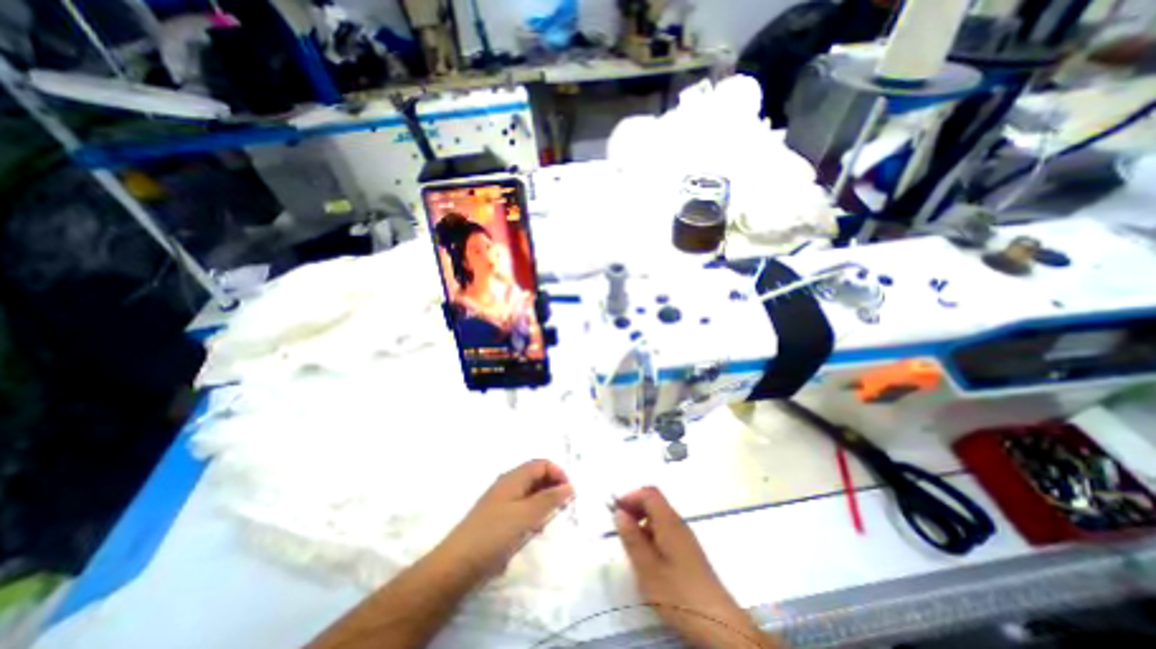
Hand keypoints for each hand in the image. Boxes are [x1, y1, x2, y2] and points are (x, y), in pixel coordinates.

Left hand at [438, 461, 572, 581]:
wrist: (456, 565)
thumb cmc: (494, 534)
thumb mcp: (526, 515)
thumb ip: (549, 499)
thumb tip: (569, 486)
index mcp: (513, 477)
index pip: (542, 464)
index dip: (558, 474)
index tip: (569, 493)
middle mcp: (507, 484)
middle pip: (535, 477)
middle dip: (552, 488)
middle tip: (562, 508)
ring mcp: (501, 501)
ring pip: (529, 493)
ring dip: (542, 503)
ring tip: (547, 521)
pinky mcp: (497, 518)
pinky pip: (521, 508)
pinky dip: (532, 515)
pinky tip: (532, 531)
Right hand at [618, 487, 770, 648]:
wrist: (718, 624)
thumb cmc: (678, 594)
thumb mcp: (647, 568)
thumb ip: (631, 538)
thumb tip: (619, 513)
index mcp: (668, 521)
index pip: (649, 493)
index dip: (630, 496)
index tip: (616, 512)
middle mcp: (678, 523)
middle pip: (655, 502)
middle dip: (635, 508)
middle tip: (620, 527)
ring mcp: (685, 537)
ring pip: (659, 517)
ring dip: (642, 522)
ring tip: (630, 545)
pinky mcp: (688, 551)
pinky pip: (665, 530)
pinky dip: (651, 534)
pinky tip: (647, 557)